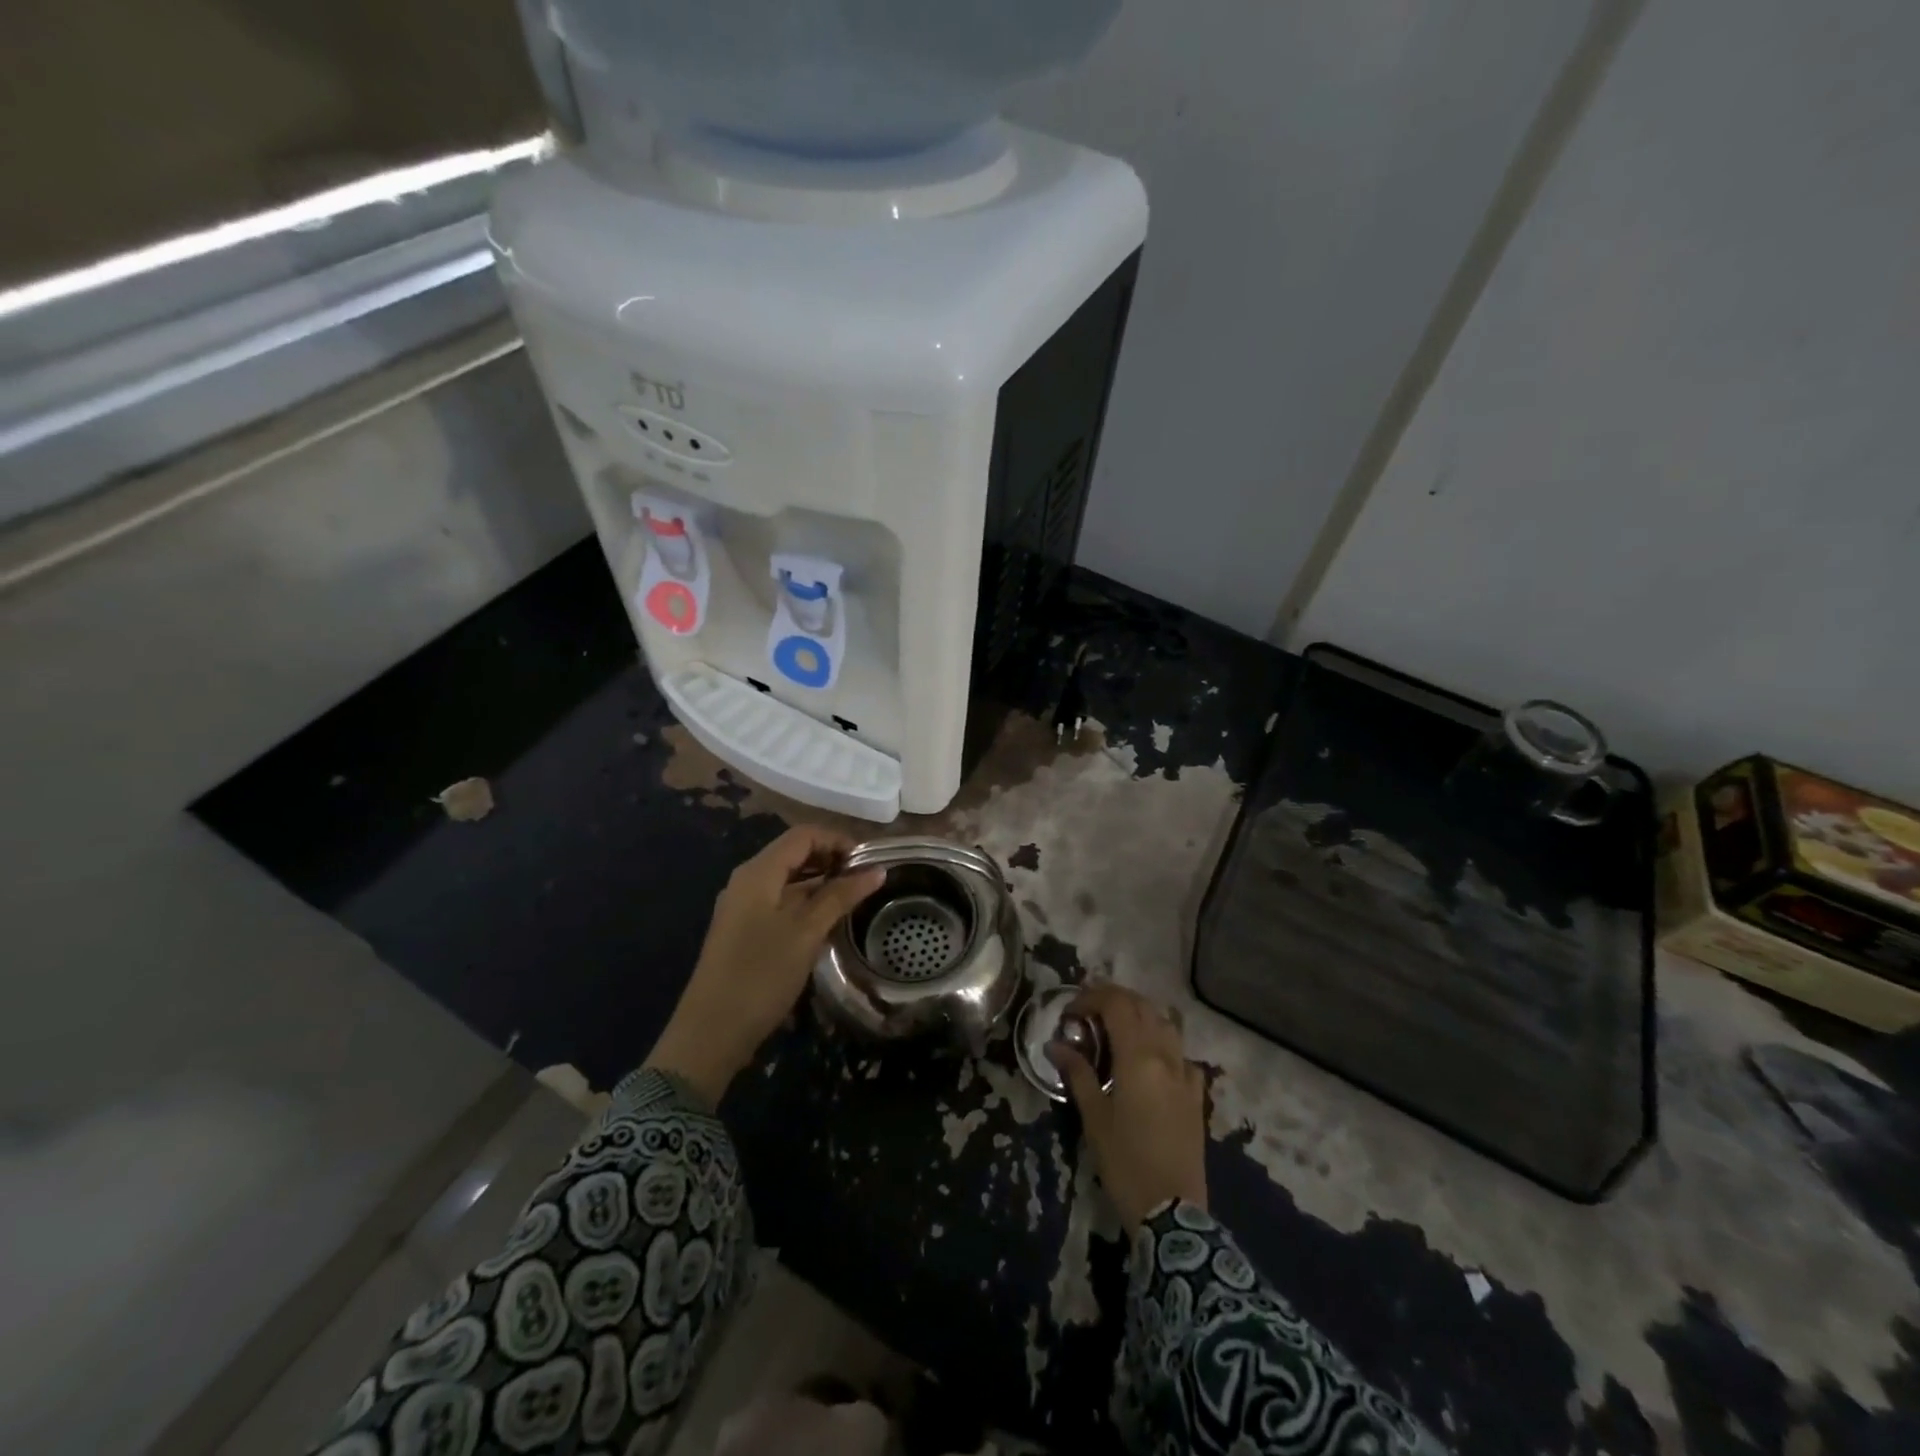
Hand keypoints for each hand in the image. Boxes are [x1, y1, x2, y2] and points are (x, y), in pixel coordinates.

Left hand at [647, 827, 884, 1103]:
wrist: (711, 1032)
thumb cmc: (761, 975)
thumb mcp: (807, 933)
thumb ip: (841, 896)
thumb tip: (877, 870)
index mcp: (758, 871)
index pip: (803, 835)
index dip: (838, 840)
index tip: (869, 861)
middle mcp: (747, 880)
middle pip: (794, 852)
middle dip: (831, 859)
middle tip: (866, 879)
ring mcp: (743, 905)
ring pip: (788, 878)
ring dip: (821, 881)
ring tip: (854, 898)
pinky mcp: (744, 928)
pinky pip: (780, 899)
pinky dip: (806, 900)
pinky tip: (828, 919)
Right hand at [1053, 984, 1208, 1229]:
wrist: (1172, 1211)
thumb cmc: (1125, 1162)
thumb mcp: (1094, 1117)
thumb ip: (1077, 1074)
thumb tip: (1056, 1044)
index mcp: (1138, 1057)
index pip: (1116, 1005)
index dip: (1091, 998)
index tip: (1069, 1013)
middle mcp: (1166, 1056)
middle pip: (1142, 1007)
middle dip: (1113, 1000)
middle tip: (1087, 1013)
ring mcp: (1185, 1074)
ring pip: (1166, 1024)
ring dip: (1140, 1015)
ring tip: (1116, 1028)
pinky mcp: (1196, 1095)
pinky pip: (1182, 1054)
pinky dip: (1163, 1044)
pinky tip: (1151, 1061)